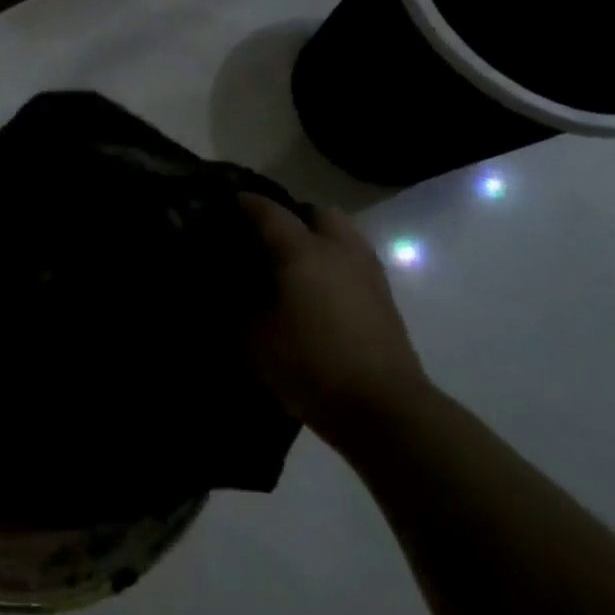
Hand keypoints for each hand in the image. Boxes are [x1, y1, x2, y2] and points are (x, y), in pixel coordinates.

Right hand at [240, 195, 431, 449]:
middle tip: (270, 239)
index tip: (229, 203)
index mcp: (303, 250)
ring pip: (343, 236)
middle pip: (317, 213)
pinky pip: (355, 263)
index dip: (246, 203)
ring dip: (320, 240)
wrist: (384, 411)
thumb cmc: (312, 365)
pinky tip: (320, 292)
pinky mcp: (385, 300)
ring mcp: (368, 273)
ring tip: (297, 266)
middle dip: (293, 217)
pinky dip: (336, 266)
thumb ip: (239, 304)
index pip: (269, 211)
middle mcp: (338, 250)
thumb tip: (233, 287)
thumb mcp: (256, 338)